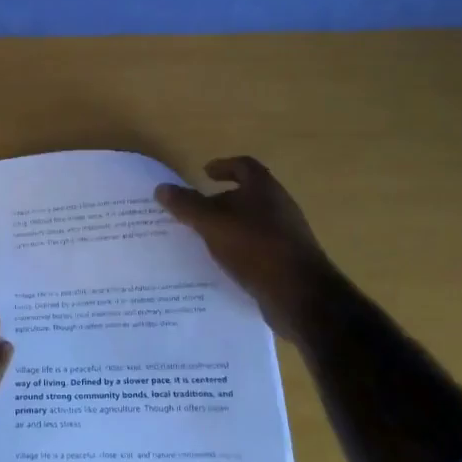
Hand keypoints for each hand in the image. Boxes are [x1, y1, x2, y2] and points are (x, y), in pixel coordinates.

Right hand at [155, 156, 348, 342]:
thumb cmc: (255, 247)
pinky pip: (256, 248)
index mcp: (265, 189)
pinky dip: (238, 250)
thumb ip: (186, 205)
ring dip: (229, 227)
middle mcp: (279, 207)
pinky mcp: (287, 261)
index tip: (204, 173)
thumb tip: (161, 188)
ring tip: (202, 239)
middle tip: (195, 210)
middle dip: (221, 200)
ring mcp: (286, 235)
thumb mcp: (212, 223)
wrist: (300, 295)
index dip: (223, 166)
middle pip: (248, 195)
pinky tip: (222, 265)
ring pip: (251, 223)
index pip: (244, 166)